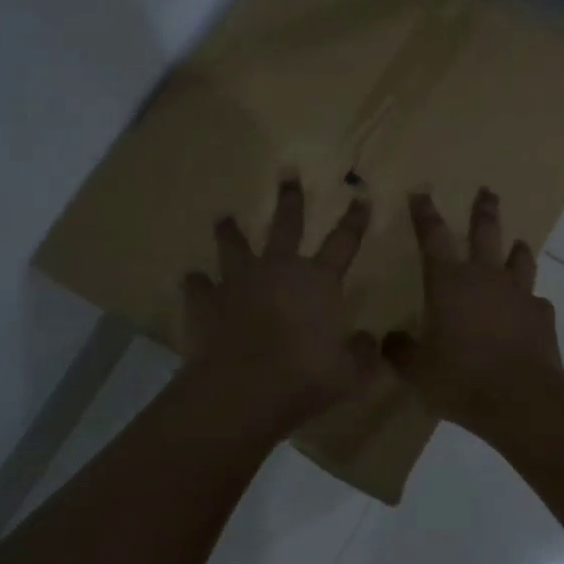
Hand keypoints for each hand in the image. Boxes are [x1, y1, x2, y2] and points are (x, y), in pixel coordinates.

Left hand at [182, 178, 378, 434]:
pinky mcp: (205, 301)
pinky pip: (198, 285)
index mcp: (318, 282)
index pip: (344, 242)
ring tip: (225, 218)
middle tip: (287, 173)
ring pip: (234, 245)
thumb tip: (371, 339)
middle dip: (290, 199)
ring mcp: (238, 282)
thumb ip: (363, 353)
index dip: (355, 219)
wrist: (240, 391)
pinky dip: (197, 283)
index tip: (361, 196)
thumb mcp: (349, 373)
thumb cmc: (303, 378)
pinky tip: (193, 280)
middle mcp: (278, 270)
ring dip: (230, 231)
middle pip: (286, 225)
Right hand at [383, 190, 563, 437]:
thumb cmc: (460, 377)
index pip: (432, 237)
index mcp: (448, 282)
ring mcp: (518, 293)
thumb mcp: (417, 370)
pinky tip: (529, 308)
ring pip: (519, 258)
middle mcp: (485, 277)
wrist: (520, 397)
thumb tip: (389, 340)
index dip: (424, 213)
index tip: (421, 192)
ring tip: (518, 243)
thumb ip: (401, 351)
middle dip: (483, 210)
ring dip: (516, 249)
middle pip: (485, 232)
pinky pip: (535, 299)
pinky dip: (530, 300)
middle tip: (487, 191)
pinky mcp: (541, 315)